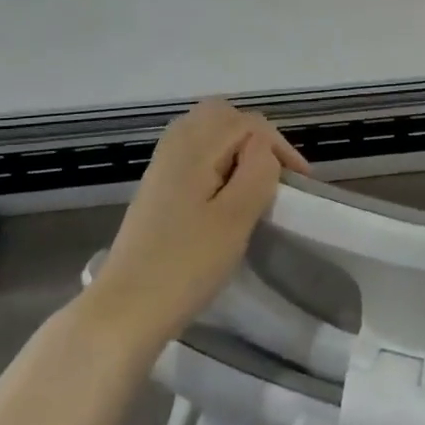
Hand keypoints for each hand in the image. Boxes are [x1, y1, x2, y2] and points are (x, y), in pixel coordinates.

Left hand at [85, 100, 308, 352]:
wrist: (125, 309)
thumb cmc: (186, 264)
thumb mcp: (235, 218)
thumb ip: (257, 172)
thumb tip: (263, 149)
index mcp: (194, 148)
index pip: (248, 124)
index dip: (279, 146)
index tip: (299, 183)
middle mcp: (174, 146)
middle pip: (220, 115)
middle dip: (255, 135)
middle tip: (275, 171)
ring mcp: (161, 168)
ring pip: (205, 132)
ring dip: (236, 146)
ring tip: (256, 181)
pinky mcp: (157, 190)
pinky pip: (193, 154)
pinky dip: (217, 161)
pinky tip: (226, 194)